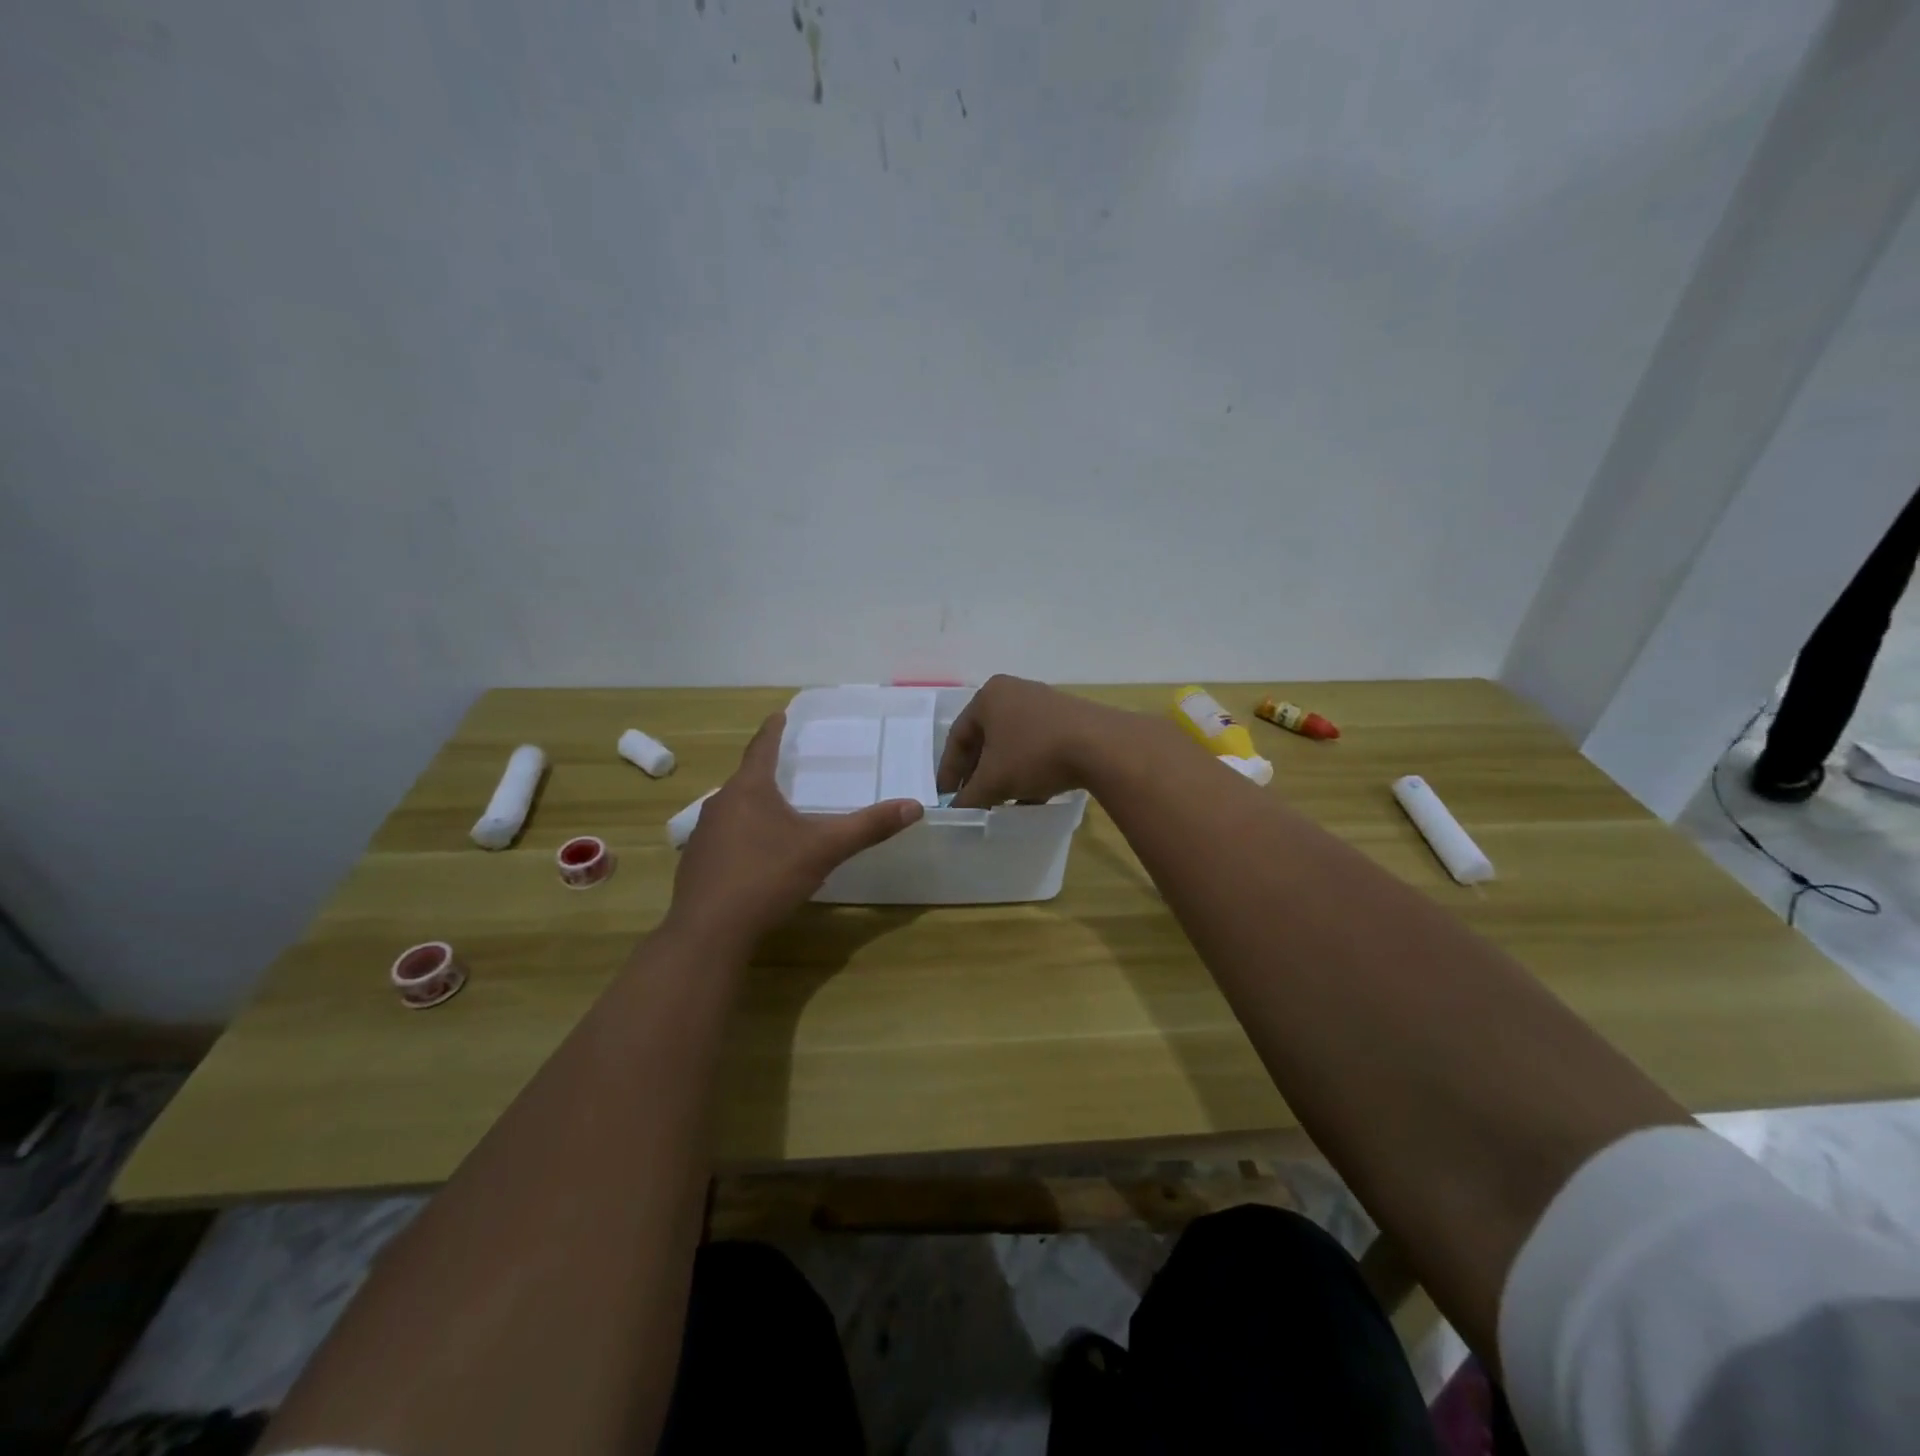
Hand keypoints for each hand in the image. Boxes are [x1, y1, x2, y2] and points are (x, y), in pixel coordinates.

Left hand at [668, 713, 924, 946]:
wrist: (709, 931)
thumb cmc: (767, 877)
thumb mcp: (824, 849)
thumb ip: (868, 827)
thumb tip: (913, 806)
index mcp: (749, 789)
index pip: (762, 747)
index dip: (774, 730)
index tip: (779, 714)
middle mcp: (720, 804)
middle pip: (746, 778)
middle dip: (766, 771)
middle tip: (787, 765)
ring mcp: (703, 834)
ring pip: (733, 809)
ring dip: (754, 805)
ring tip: (776, 809)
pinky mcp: (696, 863)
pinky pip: (724, 837)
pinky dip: (742, 835)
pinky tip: (756, 854)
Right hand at [937, 674, 1134, 808]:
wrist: (1101, 746)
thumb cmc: (1034, 754)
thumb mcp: (994, 781)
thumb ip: (969, 797)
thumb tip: (955, 810)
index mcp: (989, 696)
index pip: (957, 737)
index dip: (949, 771)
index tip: (946, 797)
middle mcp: (1015, 692)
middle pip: (986, 739)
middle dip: (978, 773)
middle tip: (972, 799)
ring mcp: (1045, 704)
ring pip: (1013, 744)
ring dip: (1004, 774)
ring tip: (1001, 802)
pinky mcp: (1070, 719)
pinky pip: (1038, 746)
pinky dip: (1029, 770)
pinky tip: (1032, 796)